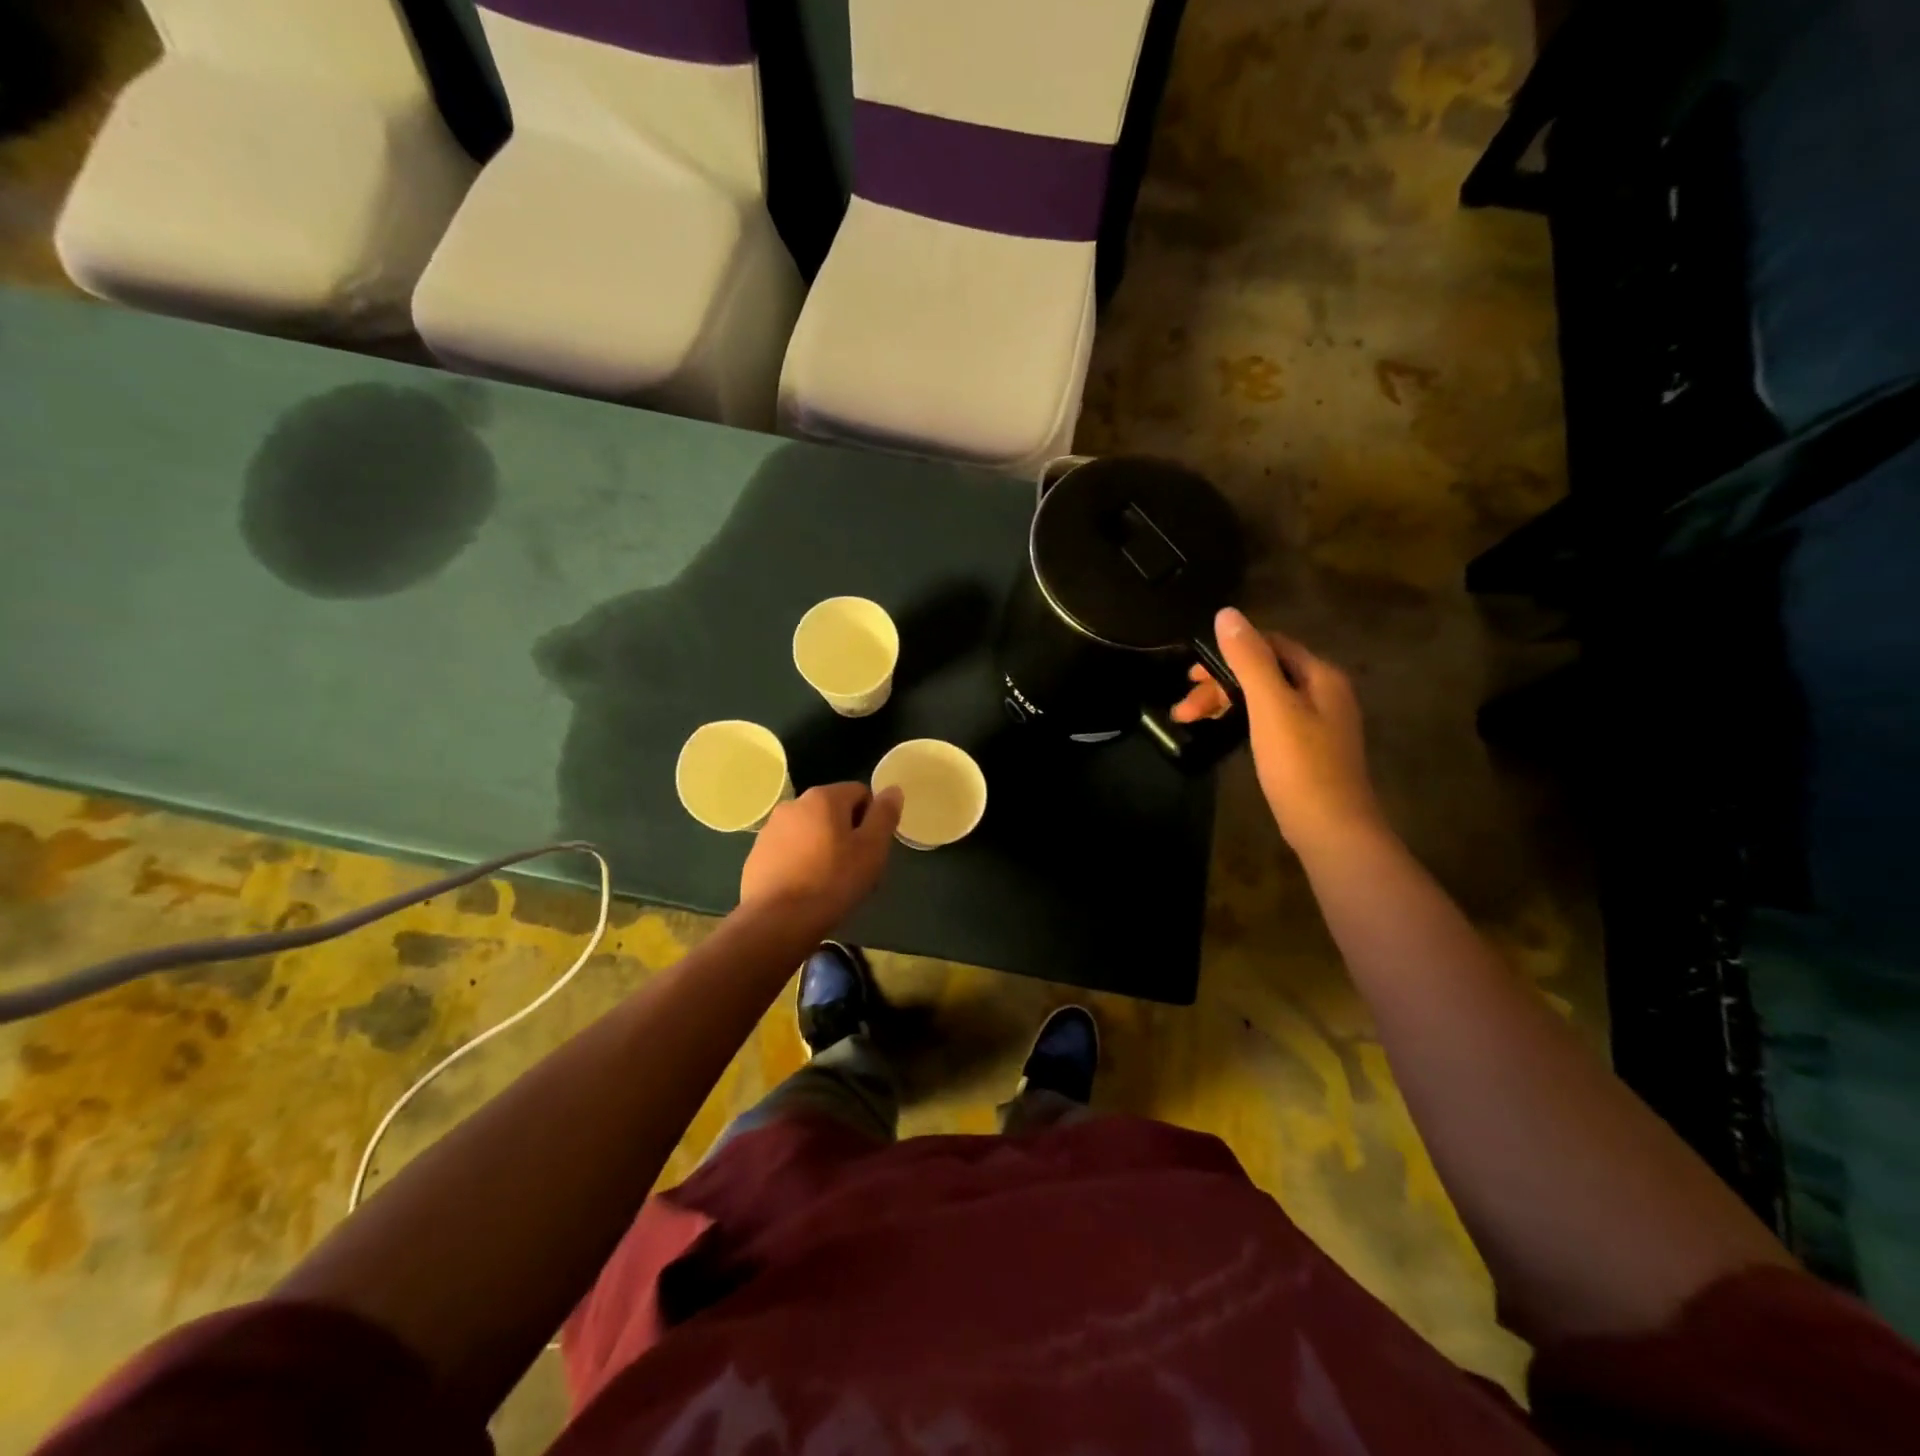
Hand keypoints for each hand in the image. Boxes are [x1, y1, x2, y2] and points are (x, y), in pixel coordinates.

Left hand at [739, 782, 903, 929]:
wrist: (776, 922)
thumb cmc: (832, 882)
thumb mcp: (872, 849)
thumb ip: (884, 815)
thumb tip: (892, 789)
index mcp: (823, 797)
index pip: (860, 793)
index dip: (872, 818)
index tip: (872, 848)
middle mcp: (793, 804)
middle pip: (833, 811)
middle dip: (846, 833)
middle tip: (855, 868)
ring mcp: (770, 829)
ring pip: (809, 831)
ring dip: (822, 847)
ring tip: (829, 882)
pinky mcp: (756, 854)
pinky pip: (788, 850)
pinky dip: (800, 862)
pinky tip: (805, 889)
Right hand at [1172, 608, 1383, 855]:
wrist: (1331, 829)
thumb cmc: (1300, 764)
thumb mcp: (1270, 706)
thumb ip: (1249, 659)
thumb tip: (1226, 614)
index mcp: (1320, 676)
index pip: (1270, 644)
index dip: (1229, 652)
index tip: (1192, 674)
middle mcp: (1323, 692)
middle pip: (1264, 672)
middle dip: (1220, 683)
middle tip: (1184, 707)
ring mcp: (1317, 723)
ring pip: (1262, 698)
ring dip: (1225, 703)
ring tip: (1188, 720)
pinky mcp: (1306, 749)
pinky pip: (1267, 720)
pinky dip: (1240, 721)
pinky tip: (1221, 733)